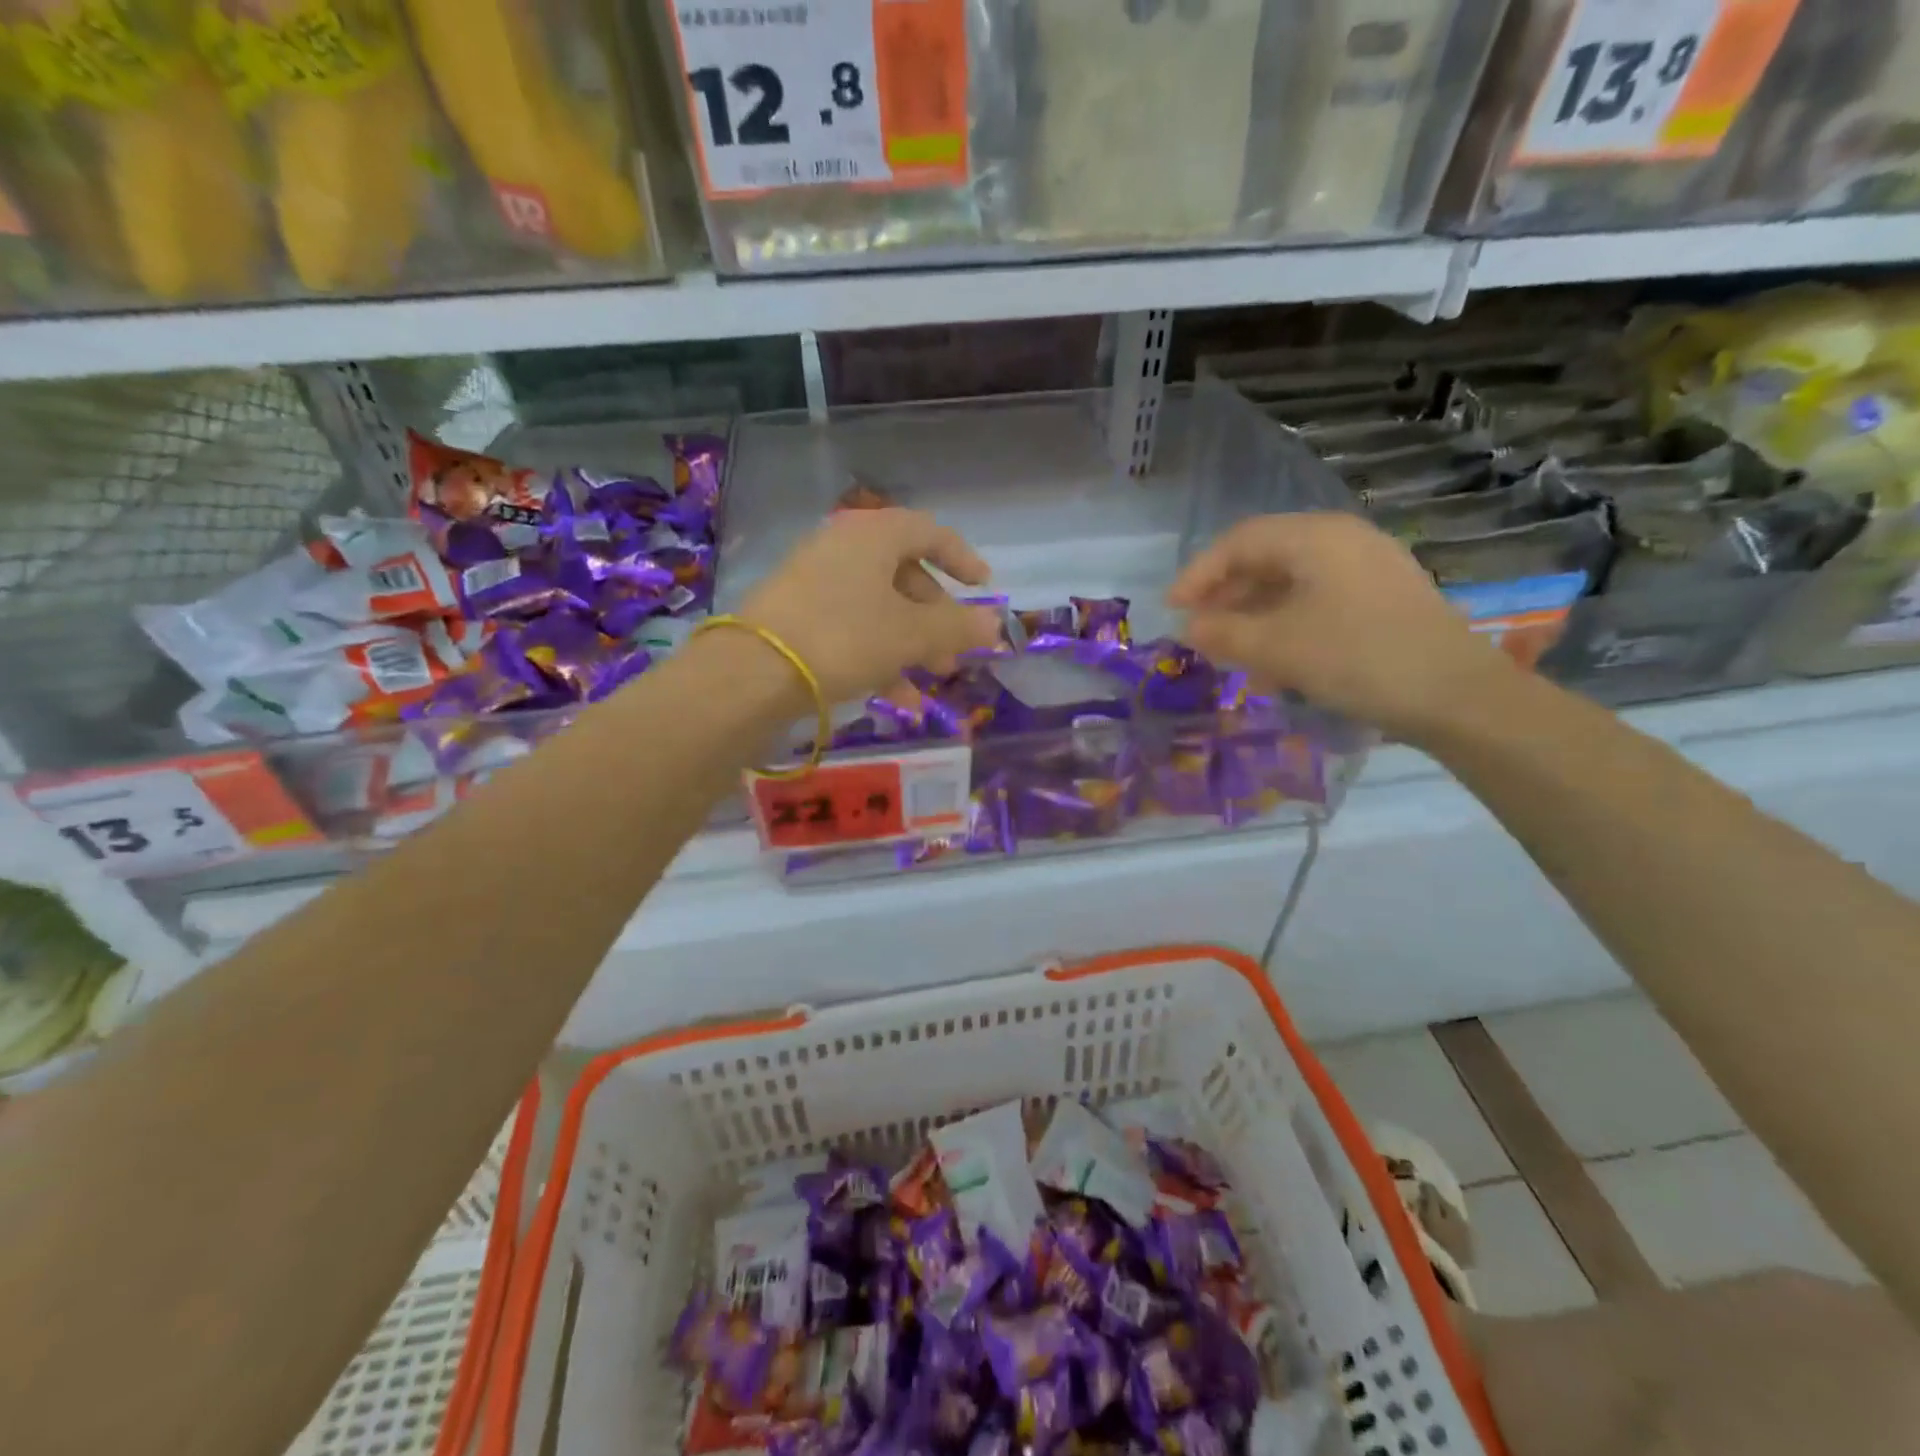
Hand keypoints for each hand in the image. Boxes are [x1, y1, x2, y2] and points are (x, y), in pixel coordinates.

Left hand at [738, 508, 1003, 702]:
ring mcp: (814, 581)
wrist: (753, 673)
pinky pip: (851, 627)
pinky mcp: (795, 615)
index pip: (929, 532)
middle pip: (904, 575)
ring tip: (930, 680)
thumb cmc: (844, 638)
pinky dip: (878, 654)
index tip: (983, 588)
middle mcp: (842, 548)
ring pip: (879, 606)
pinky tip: (895, 697)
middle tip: (954, 652)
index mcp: (873, 535)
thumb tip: (996, 624)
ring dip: (911, 642)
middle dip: (936, 617)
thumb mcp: (911, 634)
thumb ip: (957, 627)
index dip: (962, 559)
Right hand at [1166, 512, 1513, 741]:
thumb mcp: (1276, 647)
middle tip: (1198, 632)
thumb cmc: (1356, 658)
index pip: (1238, 542)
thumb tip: (1189, 627)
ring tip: (1231, 655)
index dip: (1197, 574)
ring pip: (1290, 585)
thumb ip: (1223, 633)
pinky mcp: (1382, 599)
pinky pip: (1317, 602)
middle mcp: (1342, 541)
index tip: (1171, 610)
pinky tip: (1275, 666)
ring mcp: (1367, 569)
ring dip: (1253, 617)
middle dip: (1225, 597)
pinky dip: (1286, 626)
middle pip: (1265, 559)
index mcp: (1315, 537)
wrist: (1456, 695)